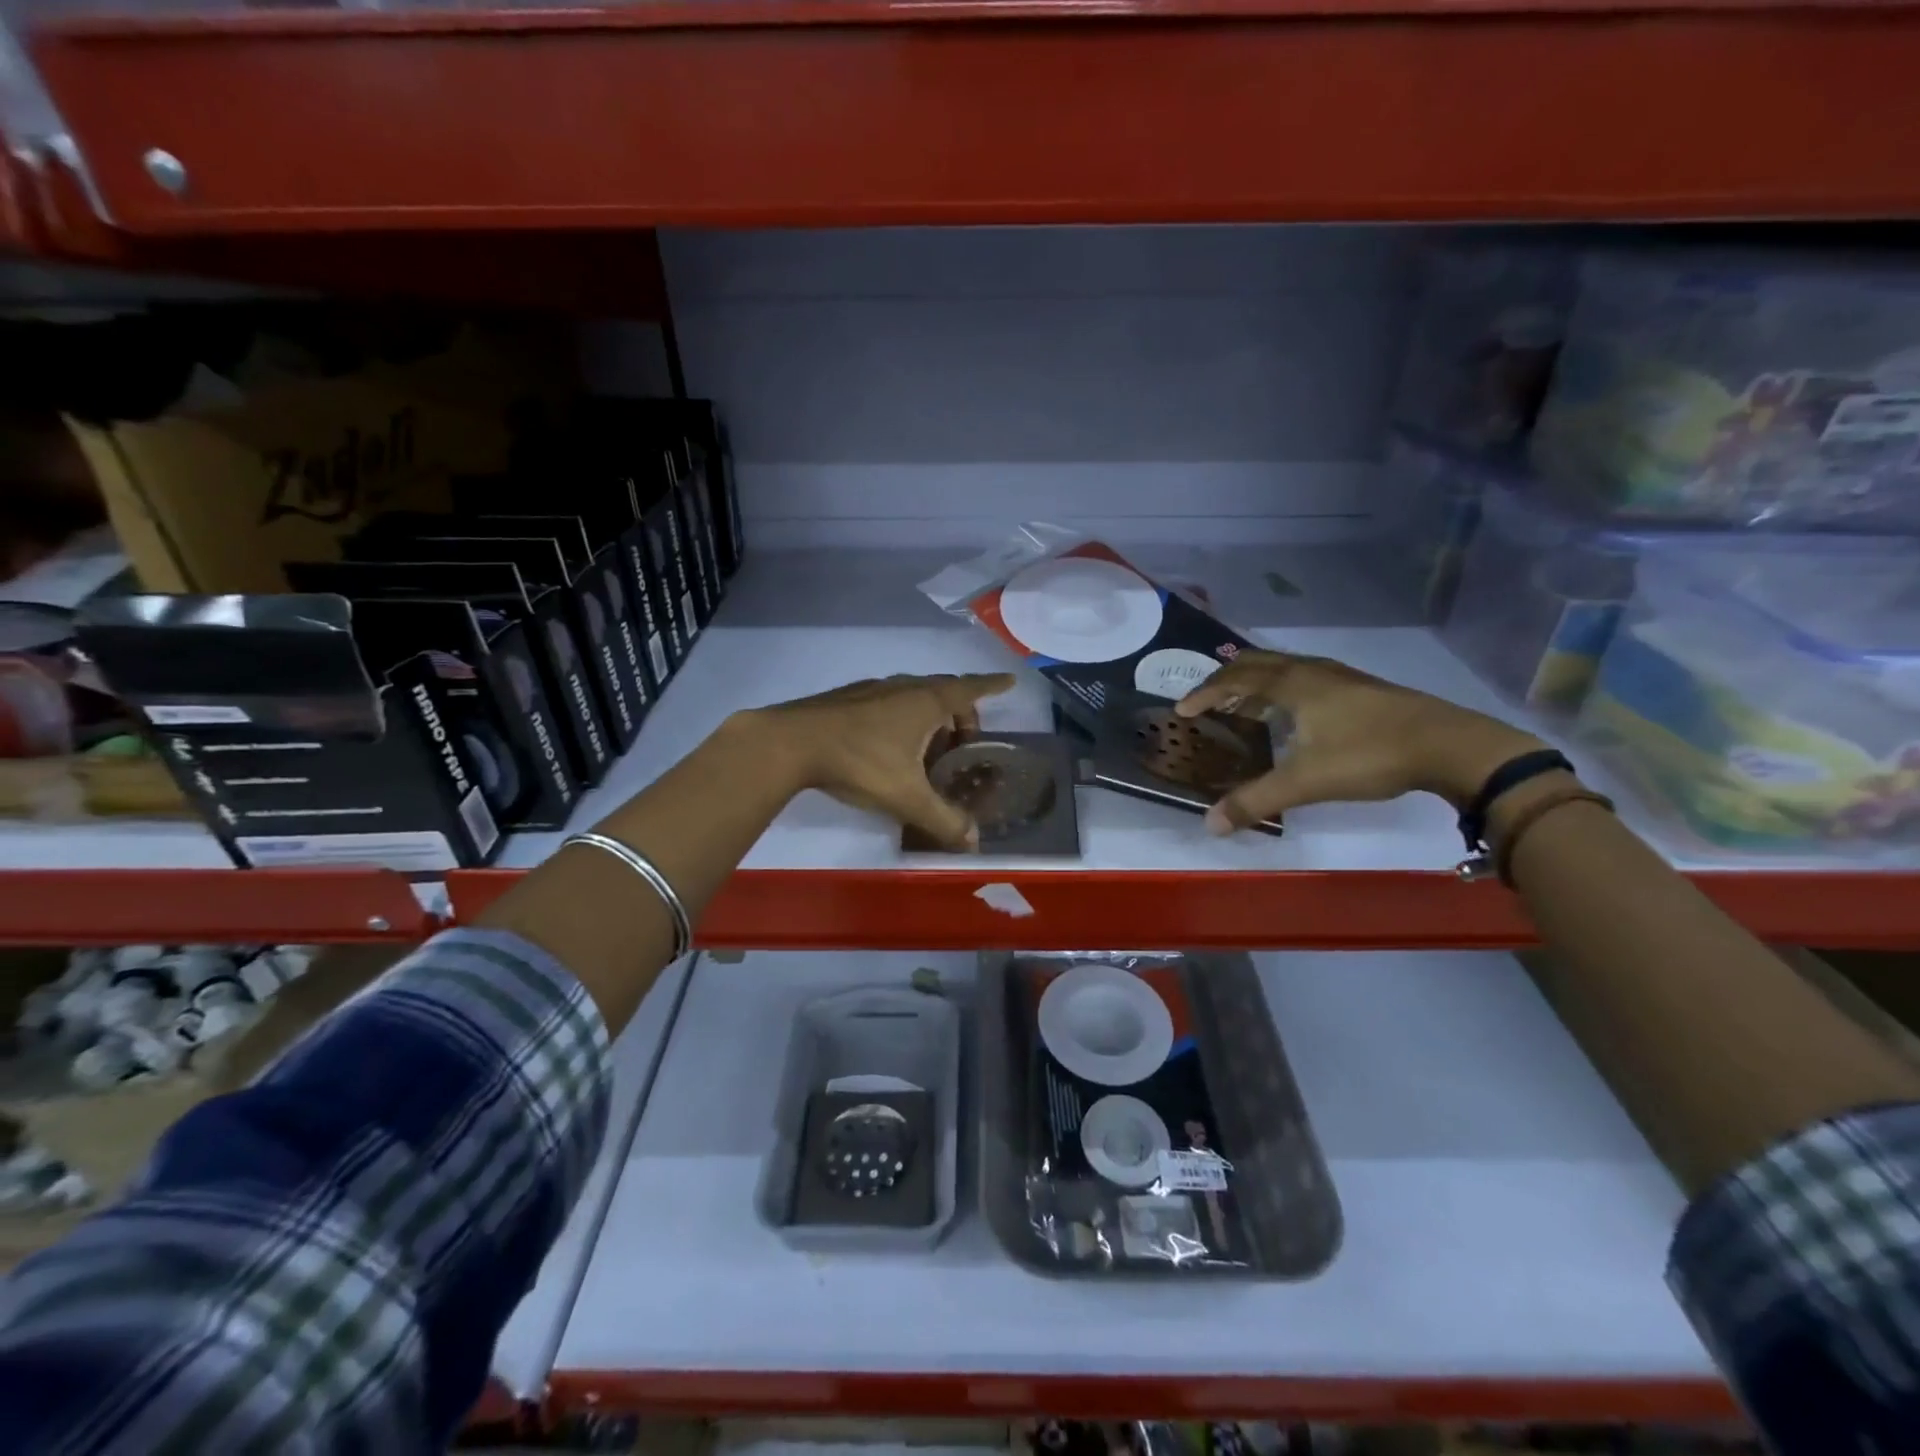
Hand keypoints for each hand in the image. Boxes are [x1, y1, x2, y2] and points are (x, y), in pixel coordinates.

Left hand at [739, 672, 1016, 849]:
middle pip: (944, 693)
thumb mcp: (907, 796)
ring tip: (929, 750)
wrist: (791, 742)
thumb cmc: (860, 761)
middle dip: (961, 714)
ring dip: (930, 718)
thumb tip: (974, 843)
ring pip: (914, 697)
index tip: (1009, 683)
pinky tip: (889, 747)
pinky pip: (890, 703)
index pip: (970, 689)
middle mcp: (904, 687)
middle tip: (965, 742)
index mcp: (926, 702)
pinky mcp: (848, 699)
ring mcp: (873, 690)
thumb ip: (943, 820)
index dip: (992, 688)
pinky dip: (903, 718)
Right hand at [1175, 650, 1546, 832]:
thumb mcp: (1306, 781)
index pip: (1235, 679)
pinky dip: (1283, 688)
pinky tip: (1294, 715)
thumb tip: (1210, 824)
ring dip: (1256, 682)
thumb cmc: (1370, 755)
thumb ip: (1256, 800)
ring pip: (1284, 668)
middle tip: (1207, 700)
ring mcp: (1340, 677)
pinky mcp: (1361, 688)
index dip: (1205, 693)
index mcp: (1292, 684)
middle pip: (1257, 662)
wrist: (1450, 745)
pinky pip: (1305, 677)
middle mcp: (1311, 671)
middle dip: (1227, 678)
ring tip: (1244, 707)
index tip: (1182, 709)